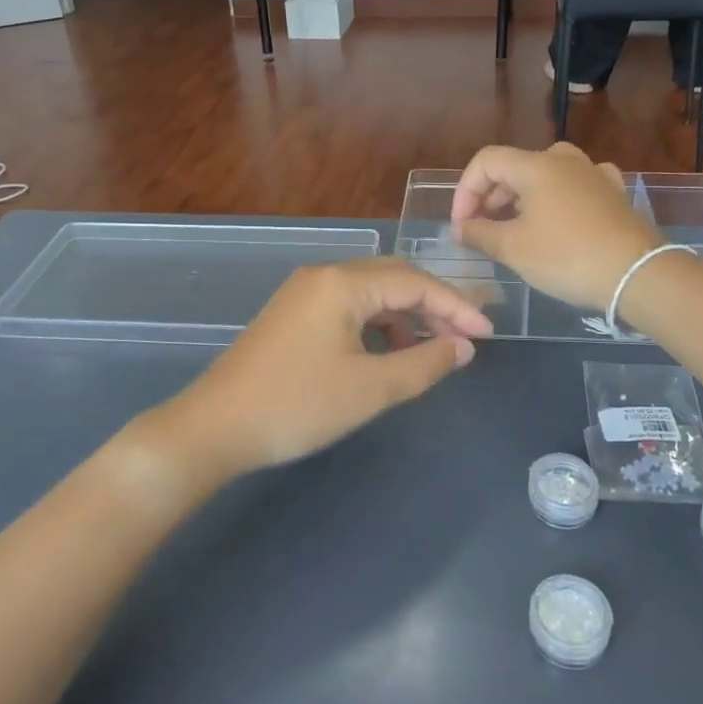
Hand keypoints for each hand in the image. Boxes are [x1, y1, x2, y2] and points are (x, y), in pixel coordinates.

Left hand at [154, 260, 492, 474]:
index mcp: (343, 283)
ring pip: (370, 292)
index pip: (415, 282)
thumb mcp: (370, 389)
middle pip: (393, 277)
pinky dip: (376, 324)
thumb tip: (463, 347)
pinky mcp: (291, 314)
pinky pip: (347, 307)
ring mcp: (303, 293)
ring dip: (405, 315)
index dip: (456, 306)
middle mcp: (324, 275)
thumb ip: (424, 363)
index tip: (488, 333)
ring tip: (429, 349)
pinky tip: (386, 352)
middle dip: (433, 305)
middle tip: (466, 336)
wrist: (214, 428)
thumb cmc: (298, 405)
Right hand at [450, 144, 661, 313]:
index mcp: (536, 166)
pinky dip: (555, 199)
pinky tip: (557, 217)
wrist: (638, 275)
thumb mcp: (513, 249)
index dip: (465, 191)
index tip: (461, 226)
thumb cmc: (567, 257)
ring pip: (545, 175)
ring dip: (521, 198)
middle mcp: (564, 160)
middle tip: (481, 231)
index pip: (486, 161)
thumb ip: (479, 234)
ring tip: (514, 228)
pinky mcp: (613, 193)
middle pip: (514, 167)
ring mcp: (593, 174)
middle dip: (490, 197)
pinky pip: (574, 186)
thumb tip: (461, 228)